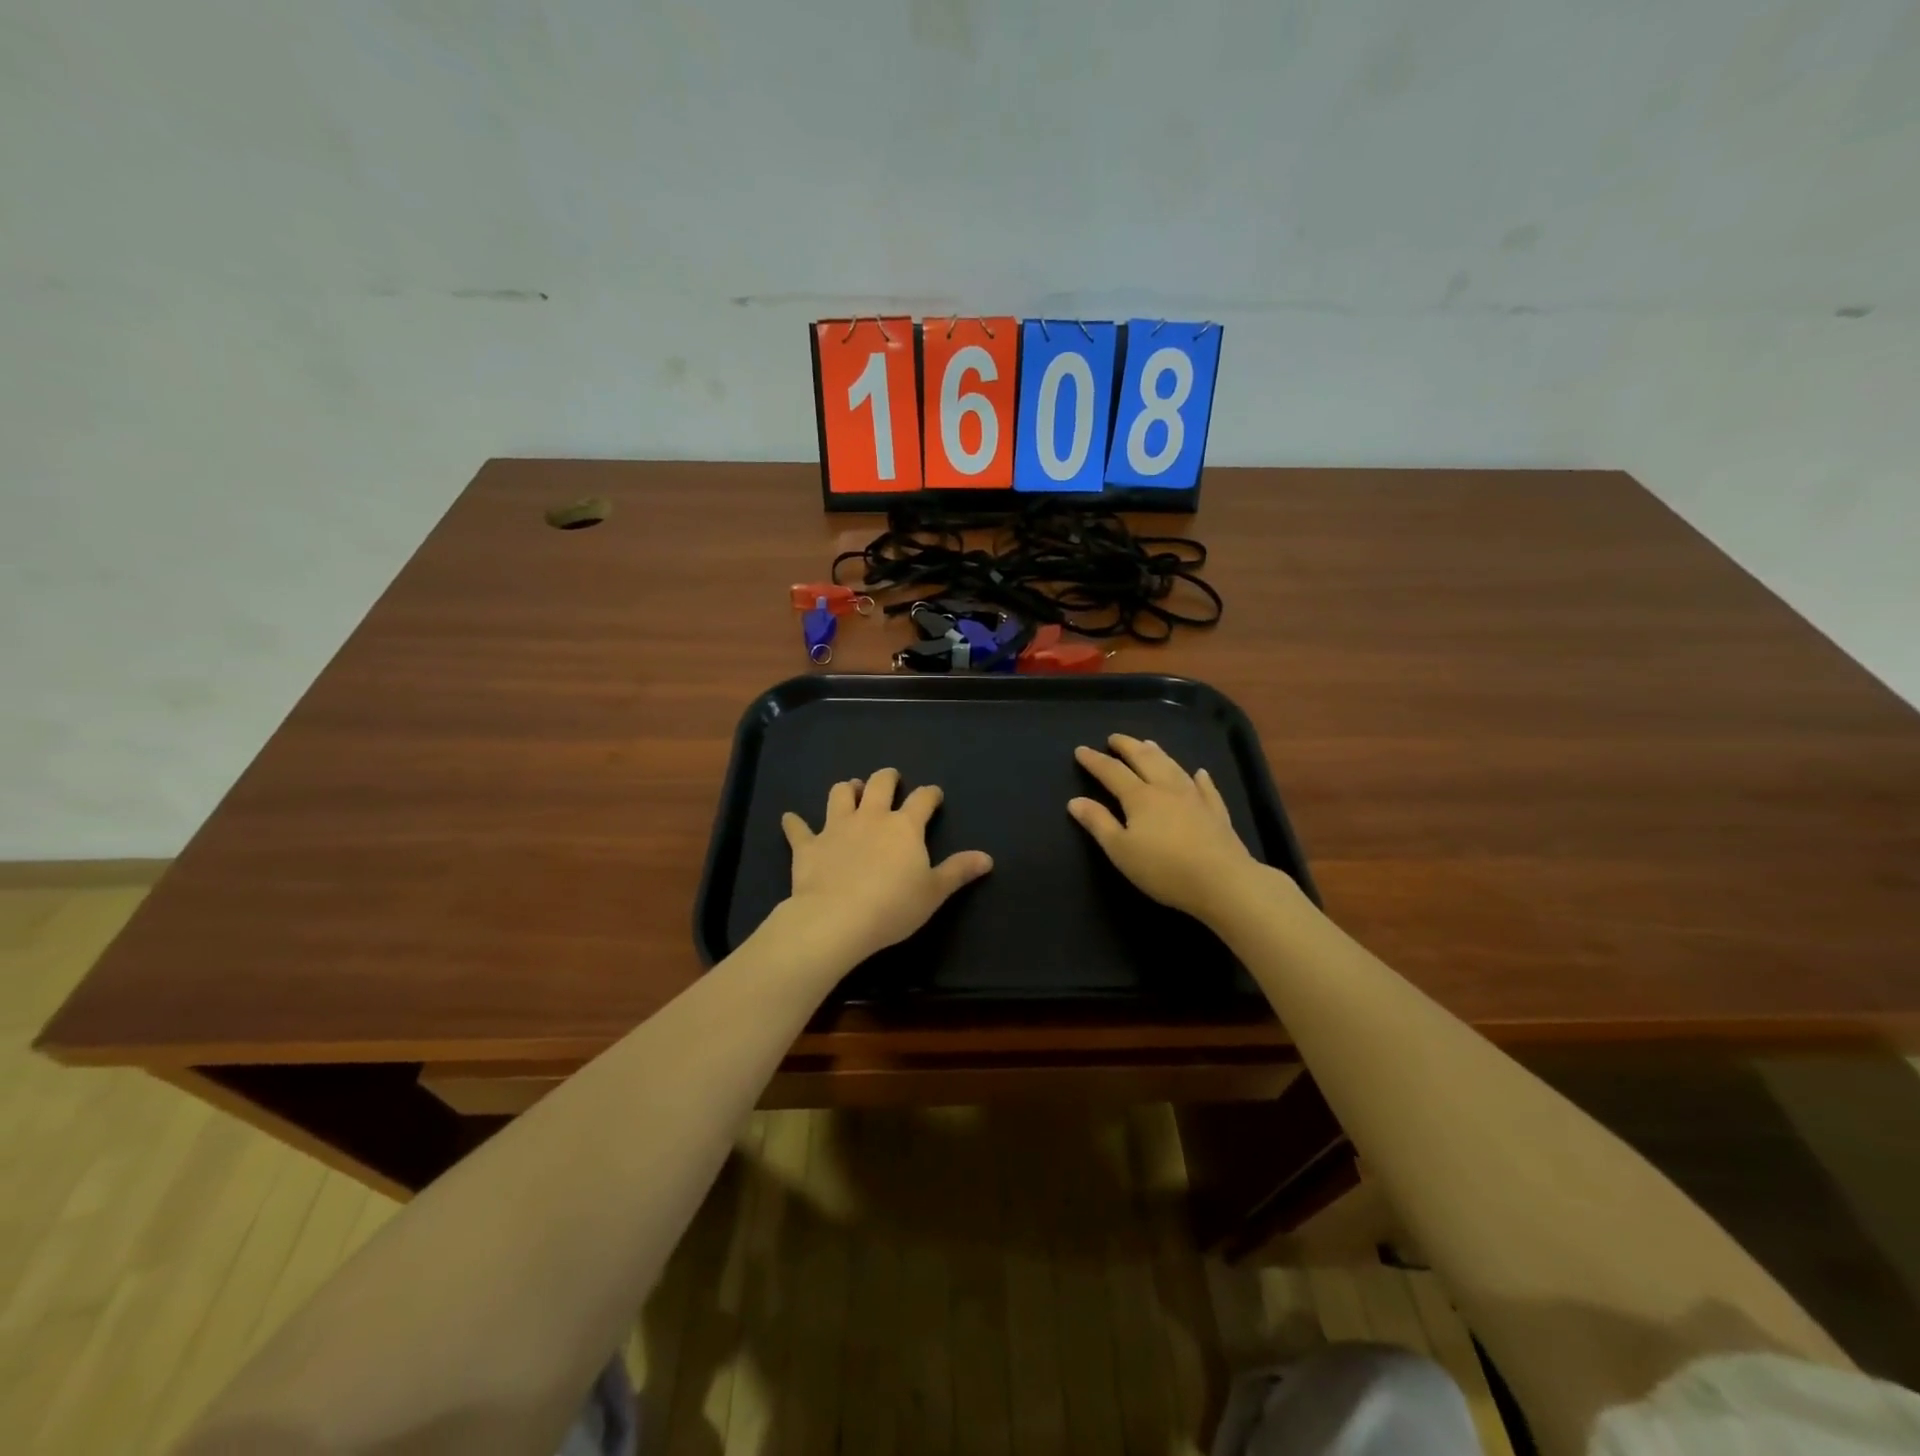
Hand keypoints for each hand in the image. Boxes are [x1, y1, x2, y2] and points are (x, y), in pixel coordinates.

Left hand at [779, 768, 993, 966]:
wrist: (837, 919)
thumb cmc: (893, 906)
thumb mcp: (934, 892)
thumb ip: (958, 871)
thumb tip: (987, 858)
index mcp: (904, 826)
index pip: (922, 800)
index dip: (930, 795)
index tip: (934, 795)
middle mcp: (871, 817)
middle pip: (880, 784)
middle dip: (887, 778)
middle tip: (890, 778)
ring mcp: (836, 828)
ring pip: (840, 794)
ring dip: (847, 789)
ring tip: (851, 790)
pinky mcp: (808, 846)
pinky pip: (798, 829)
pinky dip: (795, 823)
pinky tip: (790, 819)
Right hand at [1069, 735, 1258, 920]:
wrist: (1222, 881)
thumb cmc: (1163, 869)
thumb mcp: (1121, 850)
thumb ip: (1098, 823)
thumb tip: (1075, 801)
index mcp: (1140, 797)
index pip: (1112, 772)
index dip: (1095, 761)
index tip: (1081, 750)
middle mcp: (1166, 789)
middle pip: (1145, 760)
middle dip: (1127, 746)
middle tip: (1114, 737)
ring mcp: (1195, 798)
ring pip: (1173, 767)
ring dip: (1158, 753)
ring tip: (1148, 743)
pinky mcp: (1216, 812)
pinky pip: (1207, 788)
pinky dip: (1200, 778)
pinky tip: (1199, 773)